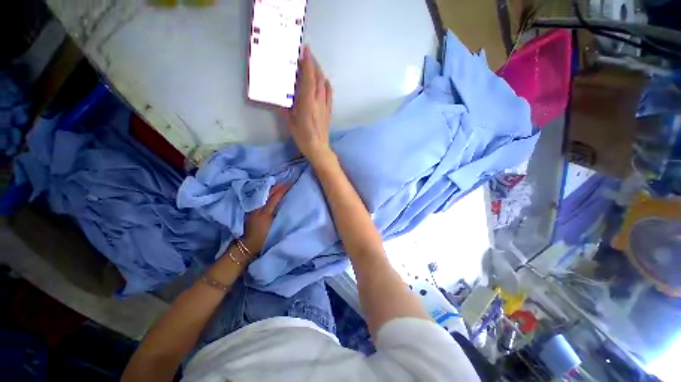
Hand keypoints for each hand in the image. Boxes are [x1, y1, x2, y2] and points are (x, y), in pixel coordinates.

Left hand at [240, 183, 290, 255]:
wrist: (246, 246)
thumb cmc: (263, 240)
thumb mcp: (274, 229)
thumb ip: (279, 216)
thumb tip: (286, 205)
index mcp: (265, 214)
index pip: (275, 198)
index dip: (282, 190)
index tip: (290, 184)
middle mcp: (258, 209)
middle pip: (268, 194)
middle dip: (277, 187)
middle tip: (286, 182)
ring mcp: (253, 210)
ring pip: (263, 195)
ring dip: (272, 189)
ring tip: (279, 184)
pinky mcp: (251, 211)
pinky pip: (260, 199)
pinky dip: (266, 193)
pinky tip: (269, 191)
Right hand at [286, 45, 333, 162]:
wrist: (318, 148)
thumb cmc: (303, 137)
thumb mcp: (290, 122)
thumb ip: (284, 108)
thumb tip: (278, 98)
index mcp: (307, 103)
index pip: (309, 78)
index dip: (308, 63)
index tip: (305, 50)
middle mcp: (318, 101)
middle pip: (318, 78)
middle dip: (313, 64)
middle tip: (307, 55)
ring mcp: (325, 106)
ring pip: (325, 84)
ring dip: (320, 72)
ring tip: (313, 66)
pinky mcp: (329, 111)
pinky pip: (329, 94)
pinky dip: (326, 84)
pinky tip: (324, 81)